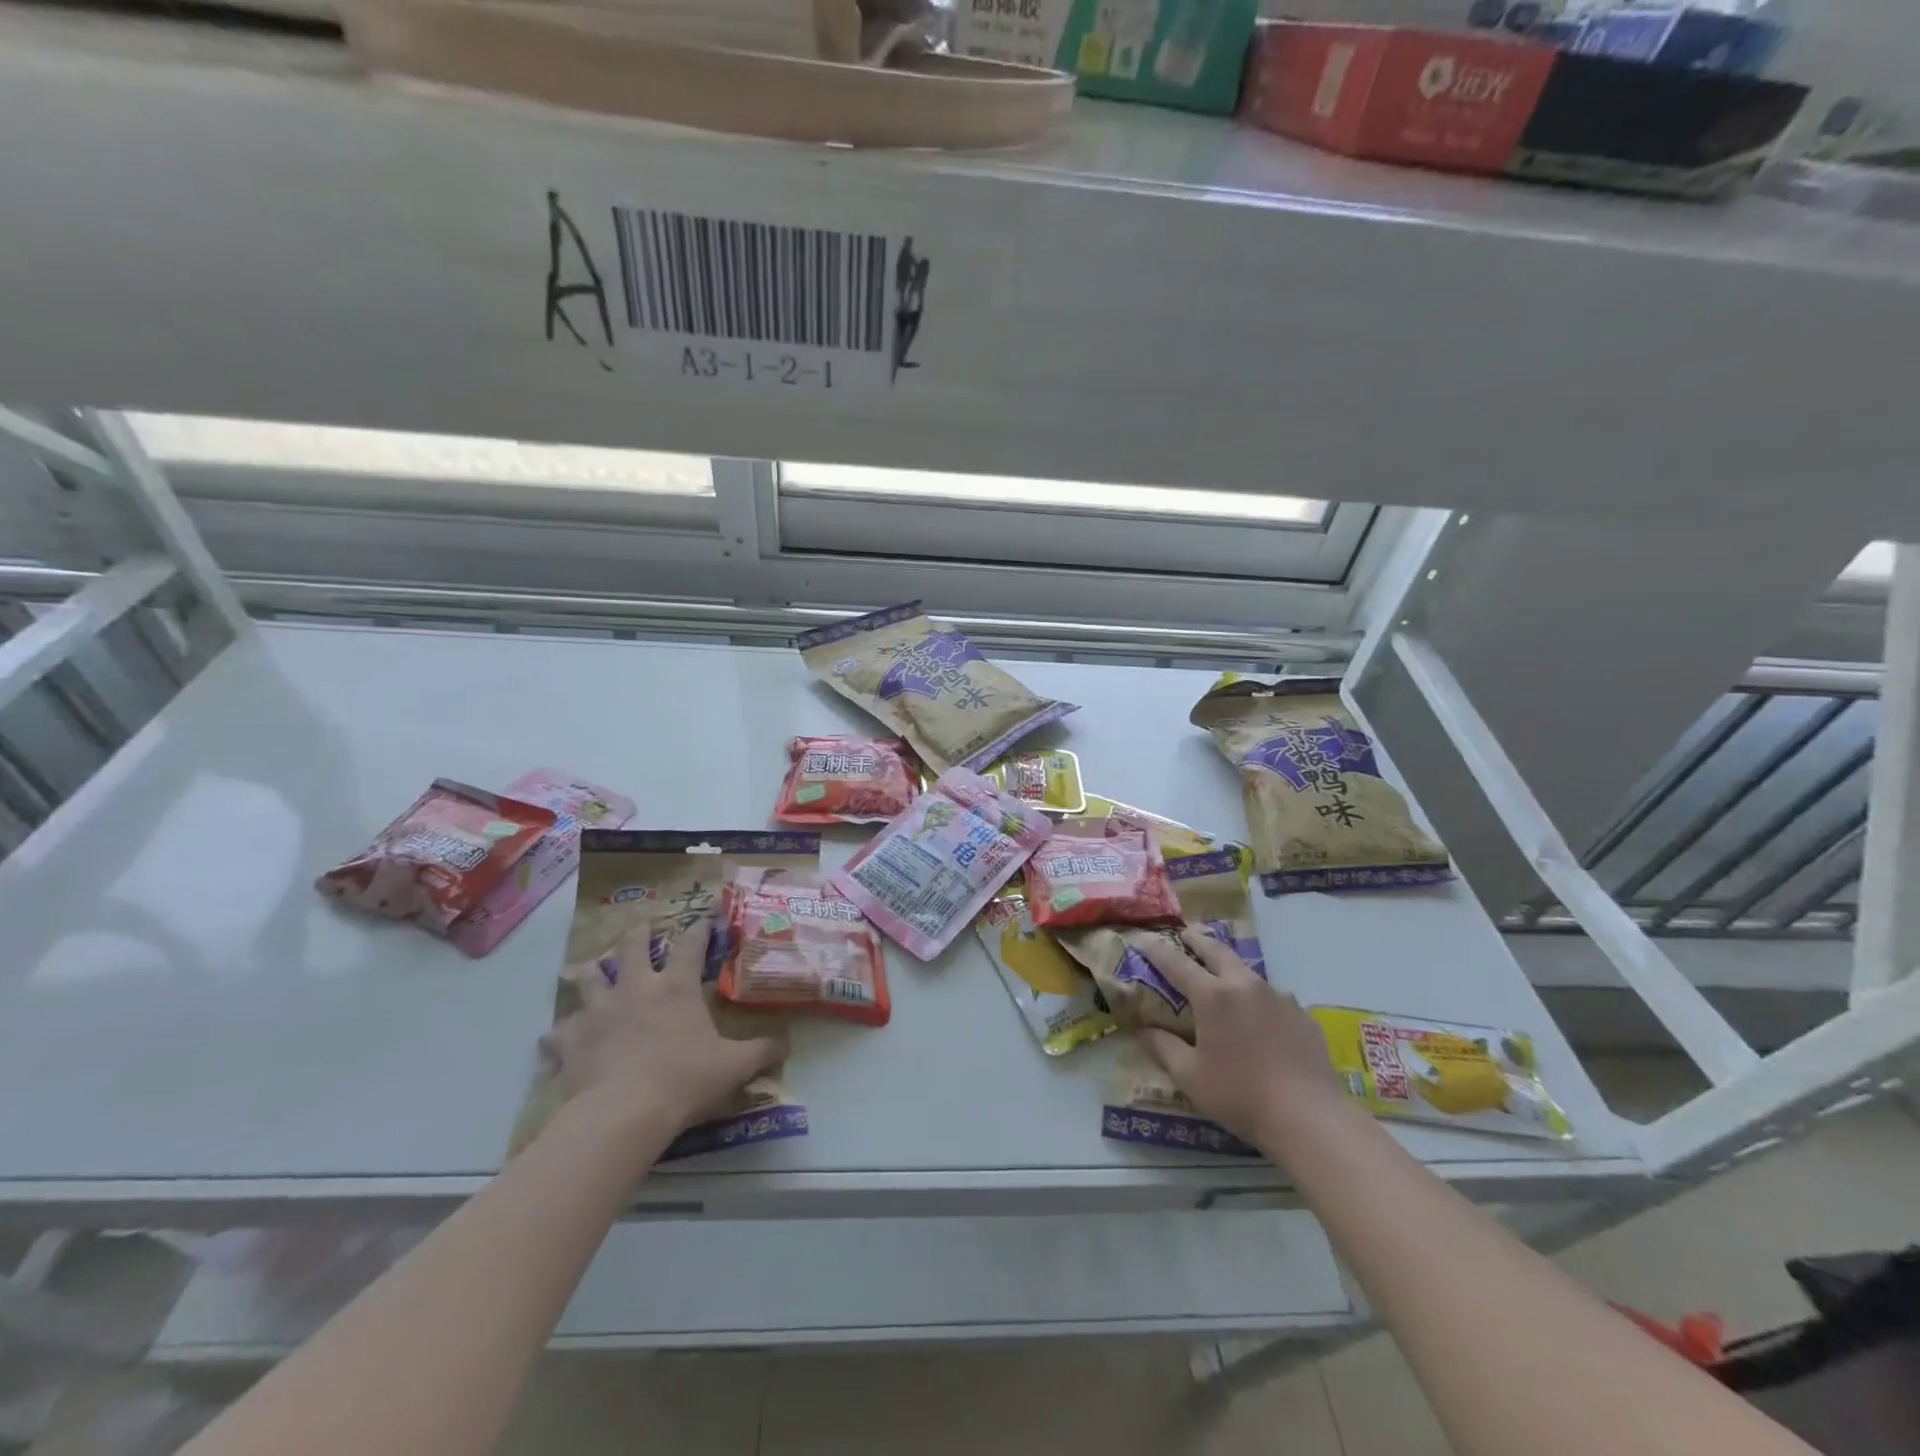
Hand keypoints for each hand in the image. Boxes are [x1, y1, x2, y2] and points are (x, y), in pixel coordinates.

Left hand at [543, 920, 784, 1138]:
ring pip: (588, 978)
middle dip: (637, 934)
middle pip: (632, 946)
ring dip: (589, 971)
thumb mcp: (733, 1066)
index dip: (699, 929)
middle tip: (641, 928)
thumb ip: (761, 1052)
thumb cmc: (684, 1080)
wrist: (622, 1114)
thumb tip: (787, 1046)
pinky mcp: (571, 1041)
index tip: (703, 918)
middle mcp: (636, 988)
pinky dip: (558, 1034)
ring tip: (588, 967)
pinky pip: (557, 1032)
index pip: (691, 945)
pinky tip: (555, 1038)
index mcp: (676, 987)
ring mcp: (598, 1012)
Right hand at [1135, 928, 1345, 1151]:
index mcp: (1213, 996)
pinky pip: (1272, 996)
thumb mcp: (1190, 1076)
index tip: (1142, 939)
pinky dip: (1257, 997)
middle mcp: (1245, 985)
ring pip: (1247, 971)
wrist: (1310, 1117)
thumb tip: (1142, 1030)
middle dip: (1197, 940)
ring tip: (1222, 976)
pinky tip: (1259, 1018)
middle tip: (1185, 935)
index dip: (1156, 950)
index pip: (1176, 963)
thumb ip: (1162, 1048)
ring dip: (1229, 967)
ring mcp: (1278, 997)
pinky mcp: (1301, 1014)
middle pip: (1216, 951)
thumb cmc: (1240, 1094)